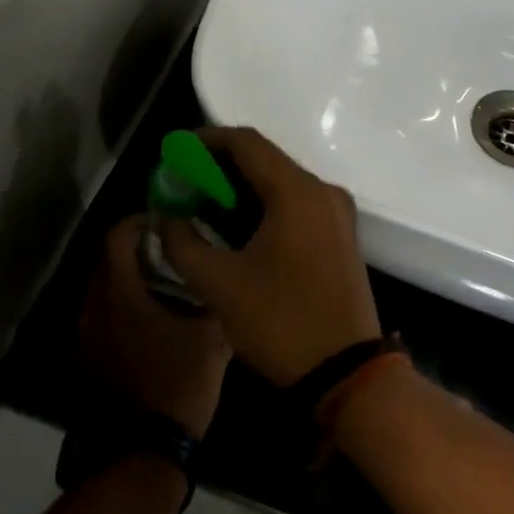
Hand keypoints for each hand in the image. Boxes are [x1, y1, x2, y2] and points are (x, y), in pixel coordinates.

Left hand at [79, 218, 230, 439]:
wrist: (142, 451)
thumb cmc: (178, 384)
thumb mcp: (212, 339)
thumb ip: (214, 301)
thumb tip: (222, 279)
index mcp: (120, 294)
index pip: (117, 237)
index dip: (139, 221)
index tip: (165, 221)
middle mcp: (93, 309)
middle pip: (106, 261)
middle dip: (135, 250)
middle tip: (170, 251)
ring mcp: (86, 337)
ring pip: (102, 292)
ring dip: (128, 281)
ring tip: (165, 287)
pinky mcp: (87, 361)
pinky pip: (102, 319)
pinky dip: (122, 309)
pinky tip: (151, 324)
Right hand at [156, 127, 381, 386]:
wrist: (347, 373)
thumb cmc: (281, 323)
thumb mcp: (219, 284)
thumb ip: (184, 243)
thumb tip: (167, 219)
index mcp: (297, 192)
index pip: (247, 143)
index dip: (207, 140)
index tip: (176, 152)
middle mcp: (323, 192)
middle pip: (265, 160)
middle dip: (221, 167)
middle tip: (184, 183)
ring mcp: (337, 213)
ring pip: (281, 183)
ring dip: (242, 189)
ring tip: (203, 206)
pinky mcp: (340, 235)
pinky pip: (297, 204)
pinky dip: (264, 206)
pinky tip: (237, 228)